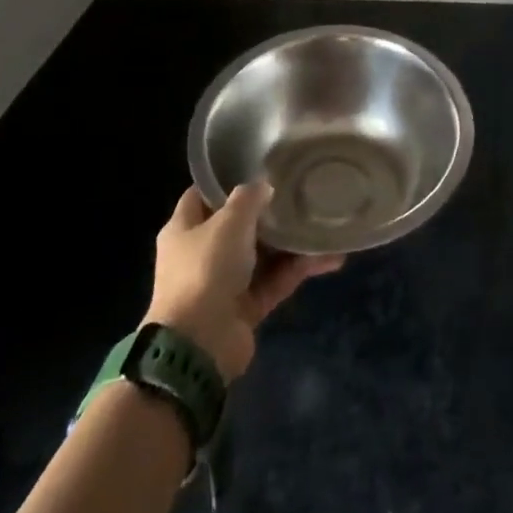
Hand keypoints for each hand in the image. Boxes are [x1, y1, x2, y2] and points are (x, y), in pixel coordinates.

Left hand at [145, 182, 343, 381]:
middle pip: (238, 225)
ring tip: (323, 223)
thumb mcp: (229, 221)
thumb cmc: (206, 269)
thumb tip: (264, 186)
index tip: (259, 166)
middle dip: (268, 211)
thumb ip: (248, 197)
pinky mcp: (245, 308)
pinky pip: (275, 281)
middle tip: (300, 191)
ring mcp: (223, 283)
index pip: (202, 195)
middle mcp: (201, 253)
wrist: (199, 346)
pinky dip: (298, 269)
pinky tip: (329, 257)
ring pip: (262, 254)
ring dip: (290, 242)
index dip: (226, 180)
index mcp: (184, 229)